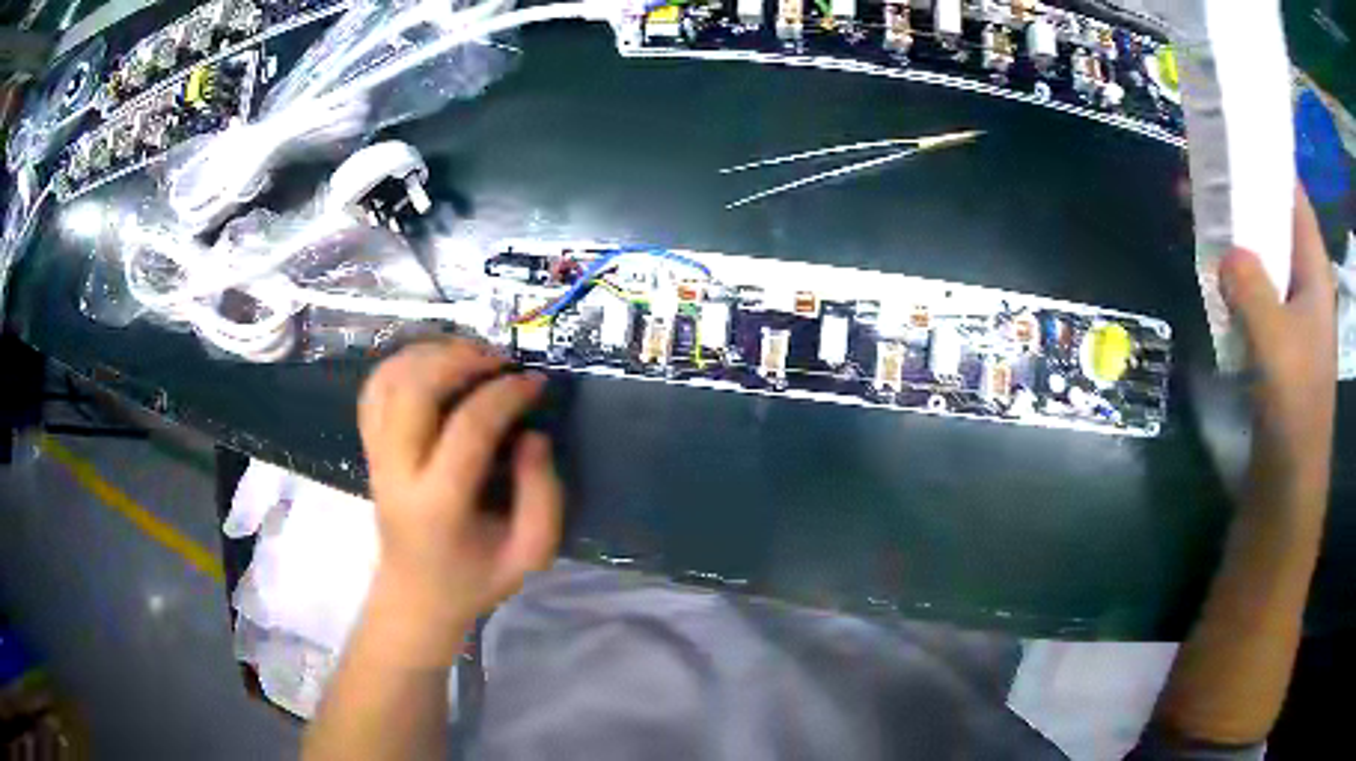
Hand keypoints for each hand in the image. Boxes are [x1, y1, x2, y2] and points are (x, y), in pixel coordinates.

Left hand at [358, 338, 561, 641]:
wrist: (415, 596)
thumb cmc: (474, 579)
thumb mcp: (529, 555)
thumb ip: (543, 498)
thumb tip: (533, 435)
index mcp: (437, 505)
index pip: (468, 428)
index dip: (506, 395)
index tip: (536, 382)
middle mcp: (397, 472)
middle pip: (413, 390)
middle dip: (460, 359)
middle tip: (500, 359)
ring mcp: (376, 456)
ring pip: (388, 380)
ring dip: (431, 354)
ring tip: (471, 356)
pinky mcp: (369, 447)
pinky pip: (375, 388)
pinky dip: (404, 362)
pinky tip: (436, 364)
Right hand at [1218, 188, 1336, 508]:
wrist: (1287, 487)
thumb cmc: (1293, 415)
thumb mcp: (1275, 346)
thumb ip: (1251, 287)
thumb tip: (1225, 251)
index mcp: (1315, 275)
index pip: (1294, 197)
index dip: (1267, 160)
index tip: (1231, 131)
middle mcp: (1305, 285)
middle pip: (1274, 218)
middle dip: (1241, 189)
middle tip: (1199, 164)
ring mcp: (1290, 313)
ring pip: (1261, 250)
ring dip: (1232, 228)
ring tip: (1193, 204)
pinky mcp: (1274, 340)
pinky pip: (1253, 285)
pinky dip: (1231, 268)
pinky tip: (1207, 265)